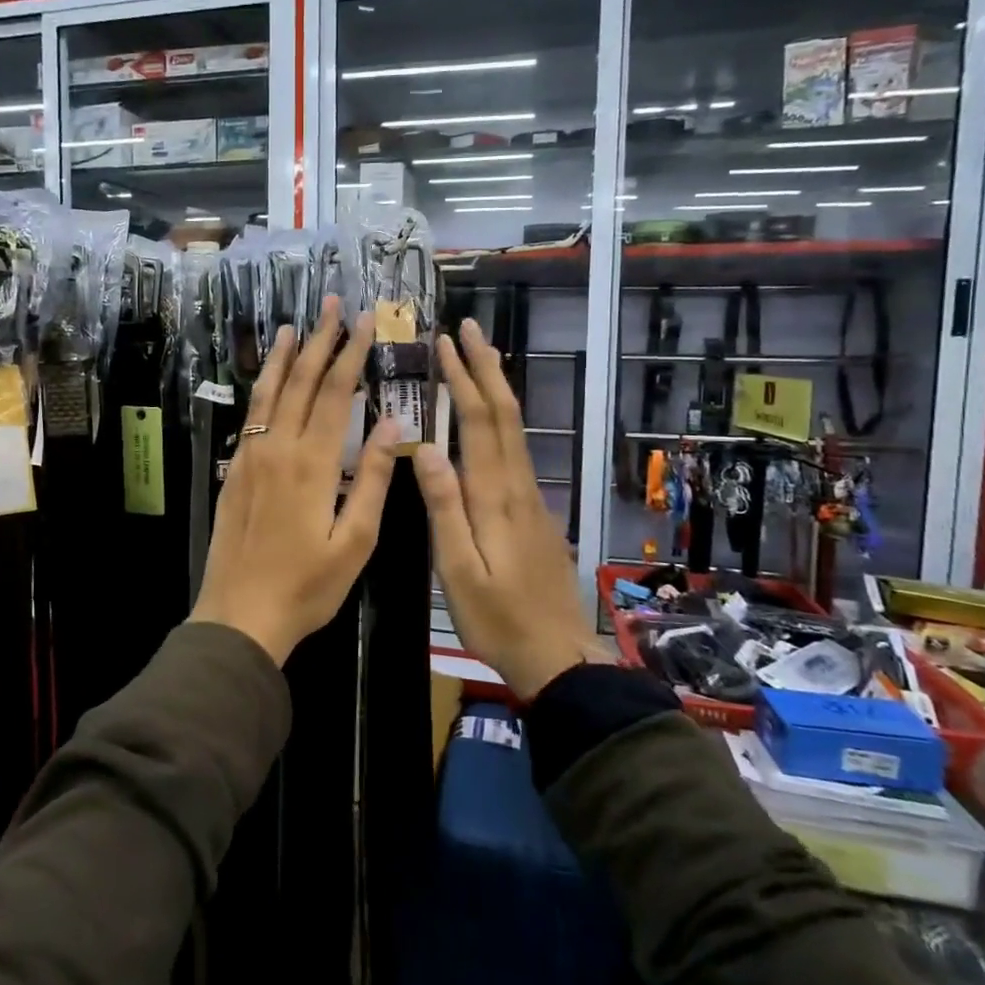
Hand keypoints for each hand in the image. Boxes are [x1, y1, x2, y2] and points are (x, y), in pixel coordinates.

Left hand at [192, 296, 398, 665]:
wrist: (240, 614)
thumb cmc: (307, 585)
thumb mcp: (355, 541)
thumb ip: (374, 479)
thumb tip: (393, 424)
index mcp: (312, 463)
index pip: (334, 393)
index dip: (351, 354)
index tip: (365, 322)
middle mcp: (277, 448)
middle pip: (299, 382)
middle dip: (318, 340)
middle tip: (331, 304)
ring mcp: (250, 457)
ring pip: (268, 393)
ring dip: (283, 356)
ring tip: (294, 325)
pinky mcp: (234, 471)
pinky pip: (252, 415)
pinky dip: (263, 388)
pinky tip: (269, 379)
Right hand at [413, 319, 594, 698]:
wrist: (559, 657)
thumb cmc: (499, 618)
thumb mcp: (458, 570)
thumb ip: (444, 508)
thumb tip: (425, 448)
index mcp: (495, 497)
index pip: (479, 422)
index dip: (463, 378)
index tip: (445, 343)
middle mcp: (518, 486)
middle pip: (505, 414)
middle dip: (486, 367)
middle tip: (468, 328)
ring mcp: (531, 498)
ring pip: (515, 429)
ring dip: (497, 387)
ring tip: (480, 357)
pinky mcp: (534, 512)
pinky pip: (516, 449)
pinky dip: (502, 418)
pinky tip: (492, 418)